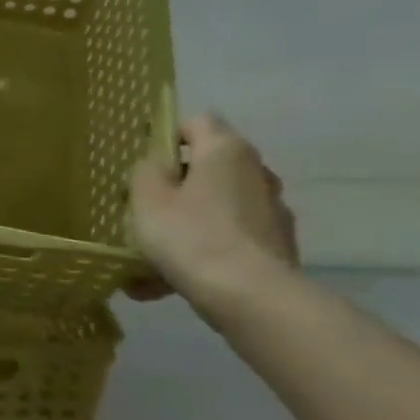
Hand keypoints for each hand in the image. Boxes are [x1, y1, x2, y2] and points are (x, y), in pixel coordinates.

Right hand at [128, 113, 298, 309]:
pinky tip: (165, 283)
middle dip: (175, 187)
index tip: (145, 163)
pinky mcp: (276, 247)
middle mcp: (257, 173)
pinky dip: (200, 252)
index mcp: (226, 151)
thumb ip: (146, 172)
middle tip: (143, 210)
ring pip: (215, 208)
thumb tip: (157, 166)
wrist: (250, 297)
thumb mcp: (147, 198)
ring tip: (146, 259)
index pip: (198, 122)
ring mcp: (271, 211)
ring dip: (185, 224)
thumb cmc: (190, 235)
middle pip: (207, 168)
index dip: (168, 136)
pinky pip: (226, 240)